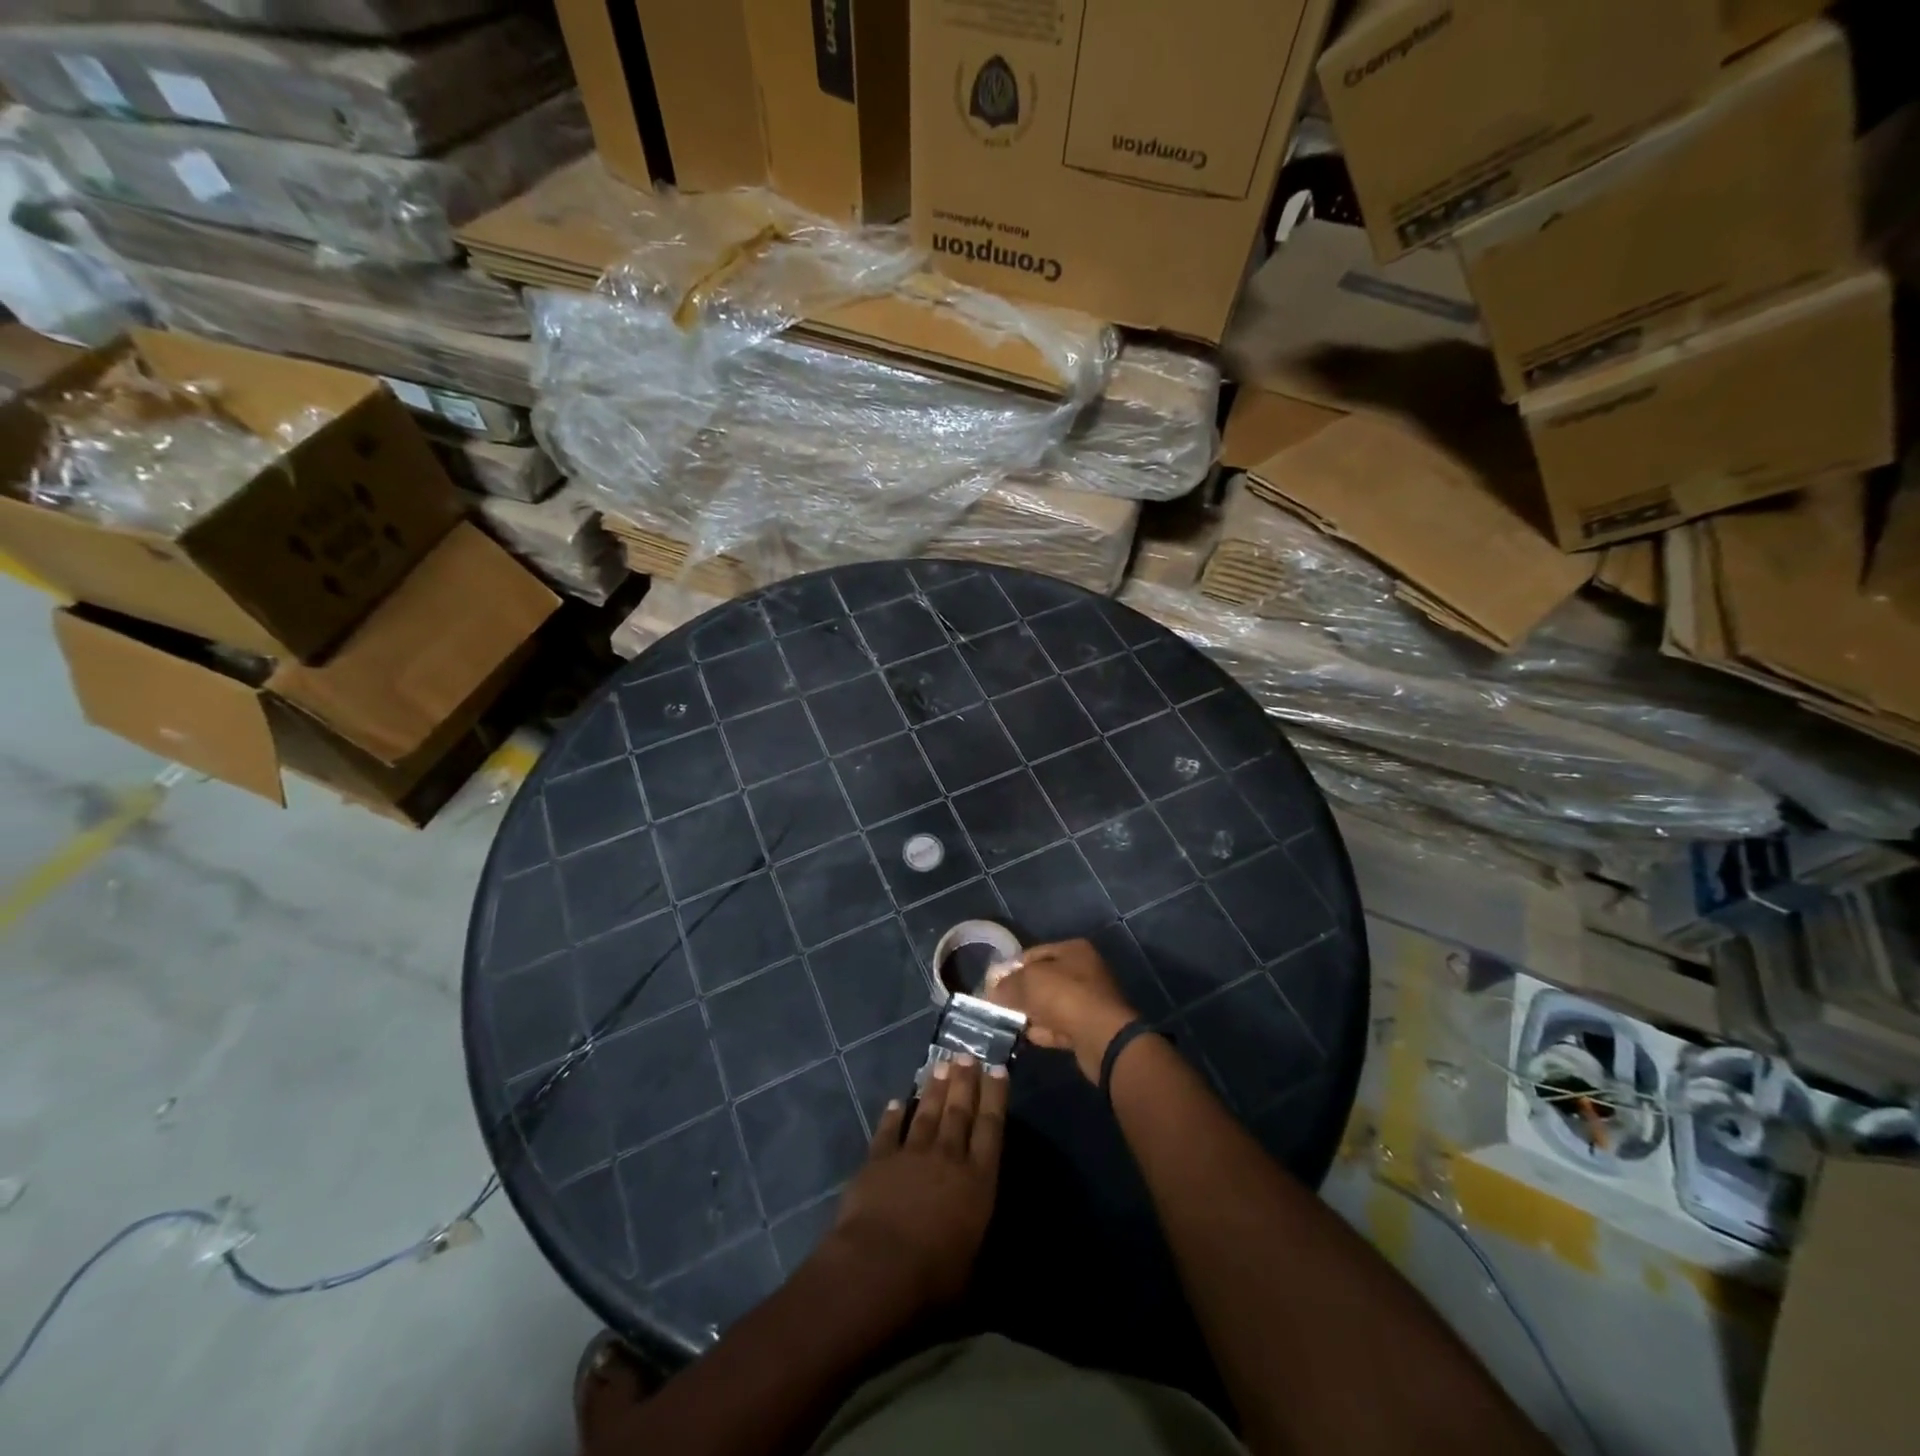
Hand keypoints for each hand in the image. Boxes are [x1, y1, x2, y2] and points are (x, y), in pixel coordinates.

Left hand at [824, 1055, 1007, 1309]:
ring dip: (934, 1088)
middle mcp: (948, 1158)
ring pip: (926, 1112)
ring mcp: (911, 1154)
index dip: (995, 1097)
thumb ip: (975, 1248)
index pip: (991, 1128)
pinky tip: (896, 1101)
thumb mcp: (971, 1274)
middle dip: (965, 1081)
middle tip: (967, 1055)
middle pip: (959, 1111)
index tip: (997, 1069)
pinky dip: (893, 1115)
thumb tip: (986, 1257)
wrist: (877, 1268)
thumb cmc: (933, 1280)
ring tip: (940, 1065)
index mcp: (977, 1182)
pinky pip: (888, 1131)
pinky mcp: (879, 1160)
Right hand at [987, 939, 1138, 1083]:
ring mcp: (1087, 1000)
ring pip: (1049, 1004)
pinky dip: (1043, 1031)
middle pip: (1042, 980)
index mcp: (1073, 950)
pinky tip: (1026, 1037)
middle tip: (998, 1005)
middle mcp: (1083, 971)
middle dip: (1020, 993)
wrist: (1102, 1038)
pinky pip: (1058, 1025)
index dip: (1010, 968)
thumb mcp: (1029, 981)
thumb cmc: (1065, 996)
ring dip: (1031, 1014)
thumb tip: (993, 991)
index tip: (992, 984)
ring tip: (1007, 1023)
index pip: (1033, 954)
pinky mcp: (1088, 1027)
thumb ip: (1008, 984)